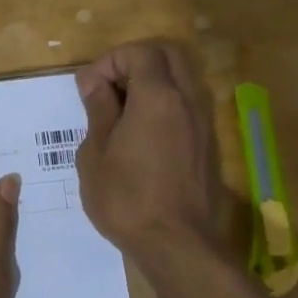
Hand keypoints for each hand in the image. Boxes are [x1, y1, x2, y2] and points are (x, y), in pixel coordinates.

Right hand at [75, 41, 226, 258]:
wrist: (178, 245)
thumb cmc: (126, 198)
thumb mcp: (95, 153)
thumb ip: (98, 109)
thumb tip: (93, 81)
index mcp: (158, 96)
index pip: (139, 52)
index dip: (110, 61)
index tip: (90, 88)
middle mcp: (187, 100)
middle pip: (168, 55)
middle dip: (135, 62)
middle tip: (109, 90)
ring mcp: (203, 122)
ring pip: (181, 79)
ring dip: (152, 83)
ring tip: (122, 113)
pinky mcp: (208, 145)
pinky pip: (187, 106)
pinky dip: (165, 105)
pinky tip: (142, 135)